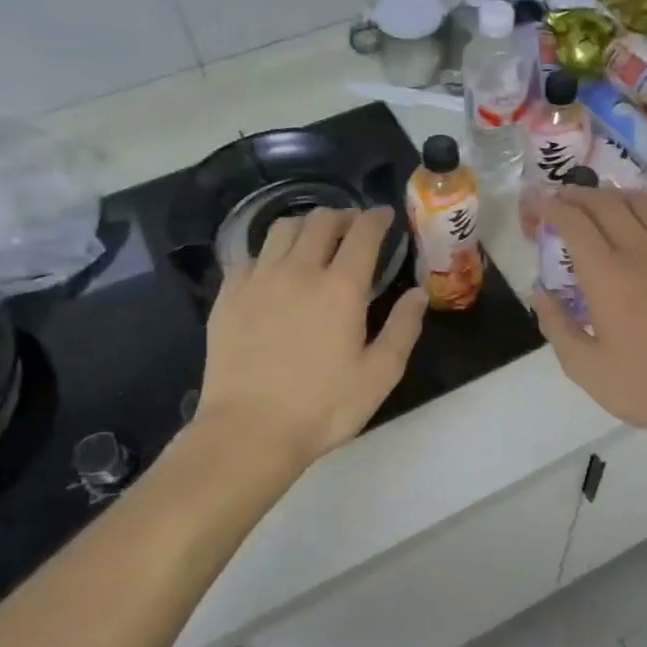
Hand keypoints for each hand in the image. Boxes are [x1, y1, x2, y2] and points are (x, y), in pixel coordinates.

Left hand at [198, 207, 425, 466]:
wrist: (249, 430)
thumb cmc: (324, 407)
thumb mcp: (380, 375)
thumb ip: (403, 328)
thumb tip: (418, 293)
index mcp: (341, 288)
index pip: (362, 234)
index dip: (376, 218)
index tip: (384, 215)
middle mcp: (298, 271)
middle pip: (320, 221)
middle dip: (342, 216)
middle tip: (353, 226)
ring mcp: (258, 280)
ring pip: (282, 229)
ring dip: (306, 224)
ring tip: (315, 237)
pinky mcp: (228, 295)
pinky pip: (251, 255)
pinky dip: (270, 250)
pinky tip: (275, 267)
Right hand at [528, 188, 646, 445]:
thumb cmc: (646, 386)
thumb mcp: (585, 367)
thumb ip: (556, 325)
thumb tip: (539, 293)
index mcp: (607, 274)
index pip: (573, 221)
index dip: (549, 206)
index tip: (534, 206)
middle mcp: (642, 251)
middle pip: (606, 202)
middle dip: (576, 194)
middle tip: (560, 199)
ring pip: (644, 203)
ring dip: (616, 195)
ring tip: (601, 204)